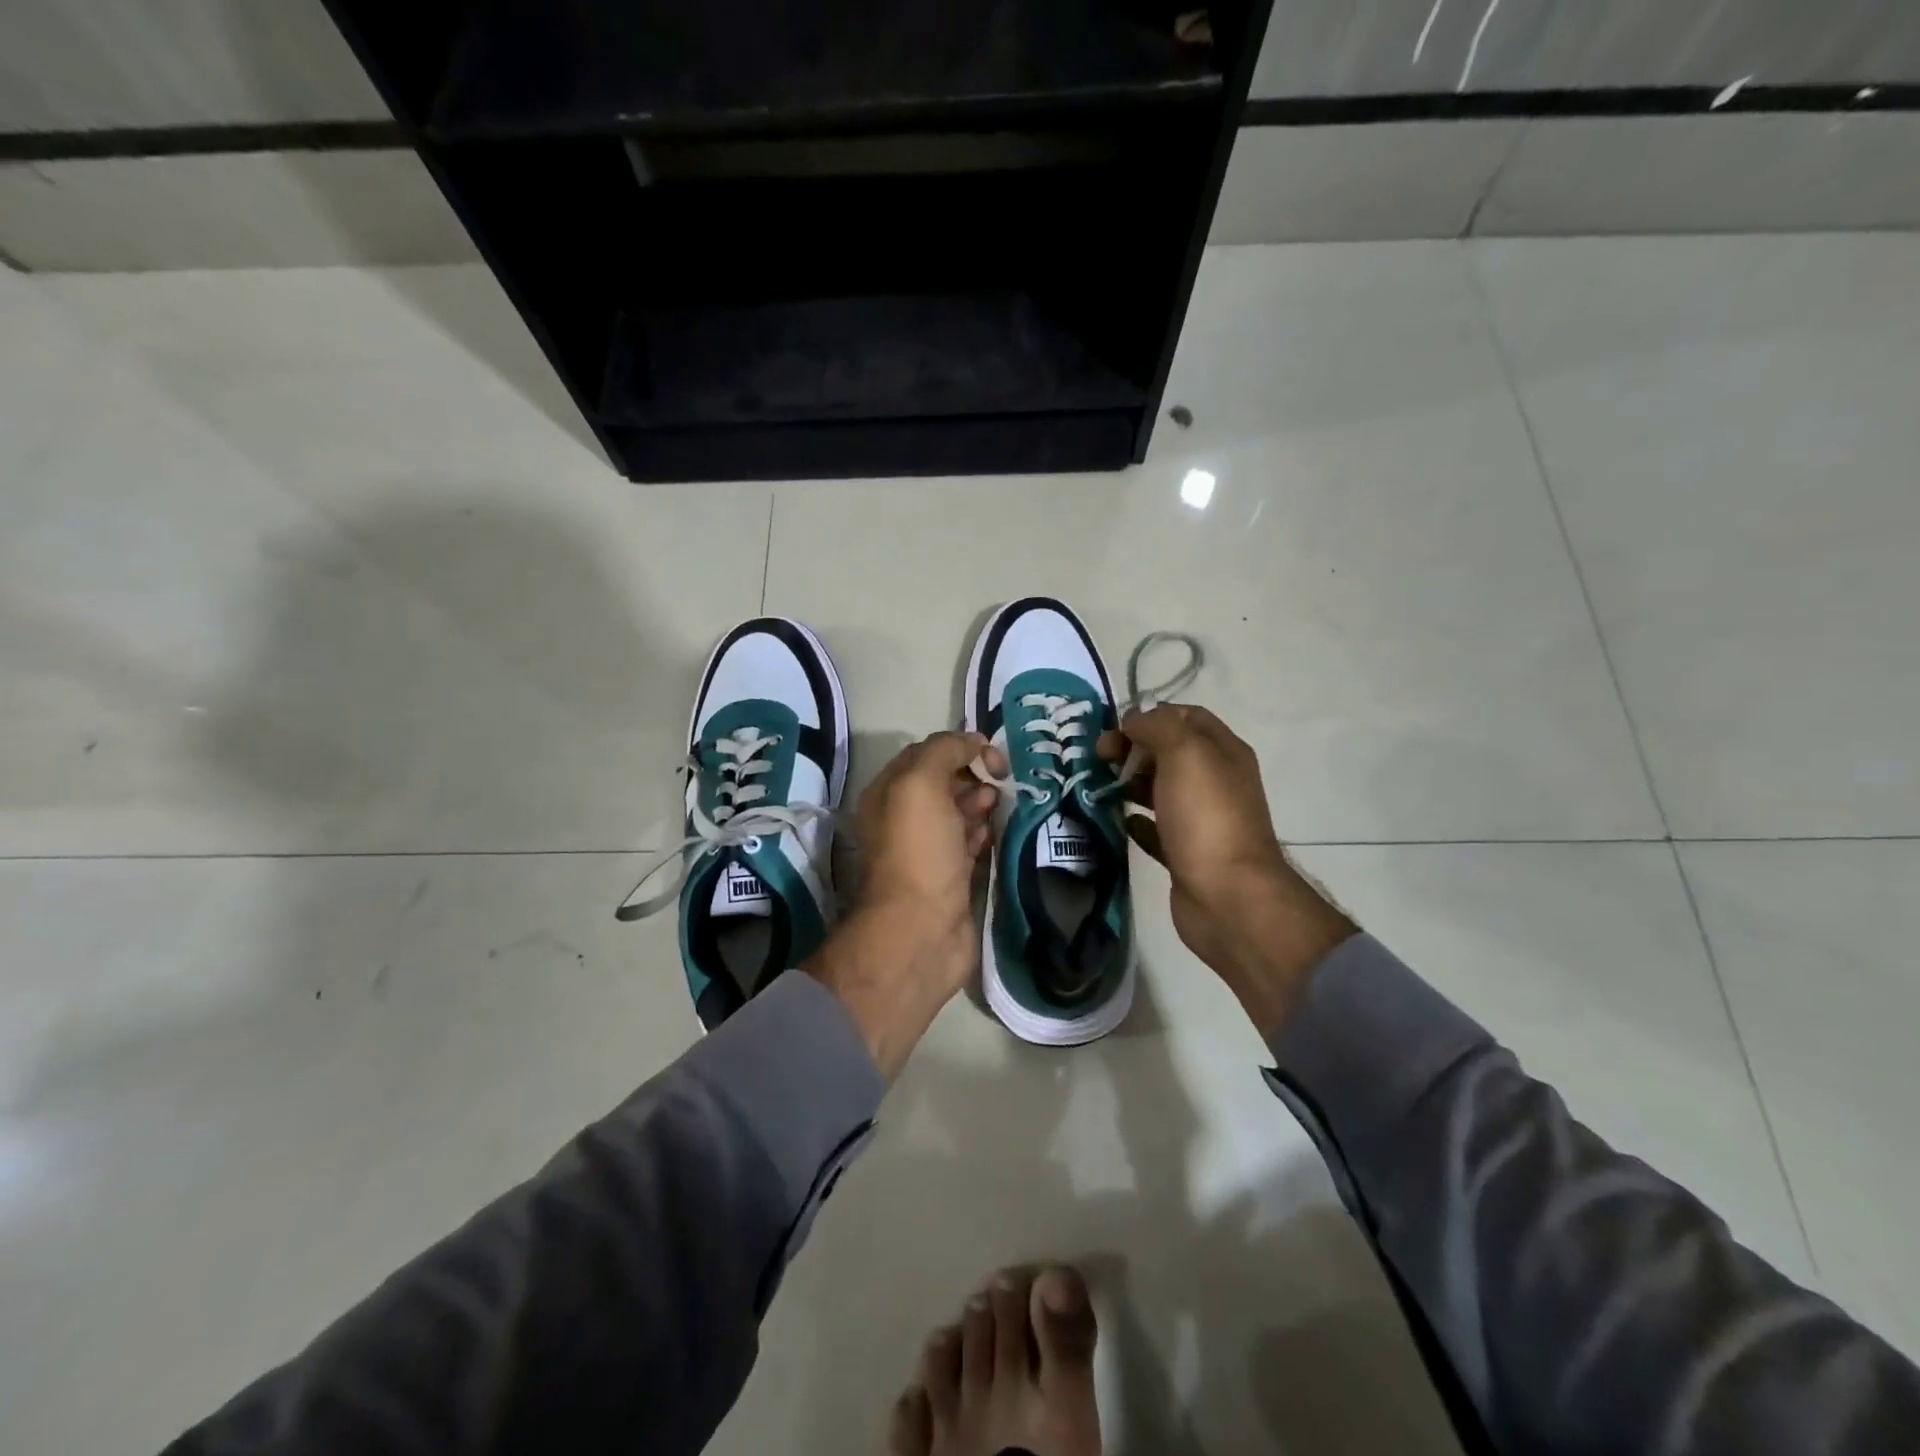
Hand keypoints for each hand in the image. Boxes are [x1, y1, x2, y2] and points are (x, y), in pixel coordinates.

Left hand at [804, 732, 1004, 1077]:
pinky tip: (999, 831)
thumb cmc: (918, 852)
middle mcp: (905, 819)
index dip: (959, 747)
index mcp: (889, 793)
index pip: (926, 754)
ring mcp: (929, 850)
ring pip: (960, 813)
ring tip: (1001, 804)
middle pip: (945, 783)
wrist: (921, 931)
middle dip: (974, 775)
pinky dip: (986, 832)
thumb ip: (943, 751)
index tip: (992, 754)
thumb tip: (973, 741)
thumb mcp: (921, 784)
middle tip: (1000, 781)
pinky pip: (972, 843)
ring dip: (982, 803)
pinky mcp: (951, 877)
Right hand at [1097, 706, 1354, 1036]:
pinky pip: (1156, 829)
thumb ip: (1158, 726)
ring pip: (1160, 789)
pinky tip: (1119, 820)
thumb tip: (1135, 721)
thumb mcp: (1185, 753)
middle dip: (1134, 748)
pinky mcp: (1185, 854)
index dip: (1151, 715)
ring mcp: (1201, 820)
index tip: (1116, 729)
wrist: (1227, 897)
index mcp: (1223, 752)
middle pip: (1170, 751)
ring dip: (1130, 782)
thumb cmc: (1206, 818)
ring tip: (1099, 785)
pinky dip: (1136, 820)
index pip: (1187, 716)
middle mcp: (1216, 782)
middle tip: (1099, 757)